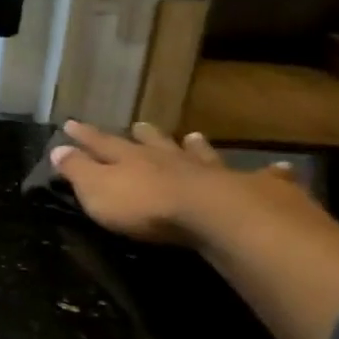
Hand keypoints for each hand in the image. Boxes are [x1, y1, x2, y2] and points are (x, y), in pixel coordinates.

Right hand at [50, 120, 299, 245]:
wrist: (212, 215)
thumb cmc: (145, 206)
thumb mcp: (97, 191)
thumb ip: (78, 170)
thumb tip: (57, 149)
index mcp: (131, 160)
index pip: (101, 143)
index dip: (85, 135)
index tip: (71, 123)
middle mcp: (169, 159)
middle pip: (153, 143)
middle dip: (143, 135)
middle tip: (138, 124)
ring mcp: (209, 171)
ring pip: (199, 154)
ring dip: (194, 146)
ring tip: (193, 136)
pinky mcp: (247, 189)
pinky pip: (261, 179)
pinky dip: (269, 174)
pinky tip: (281, 169)